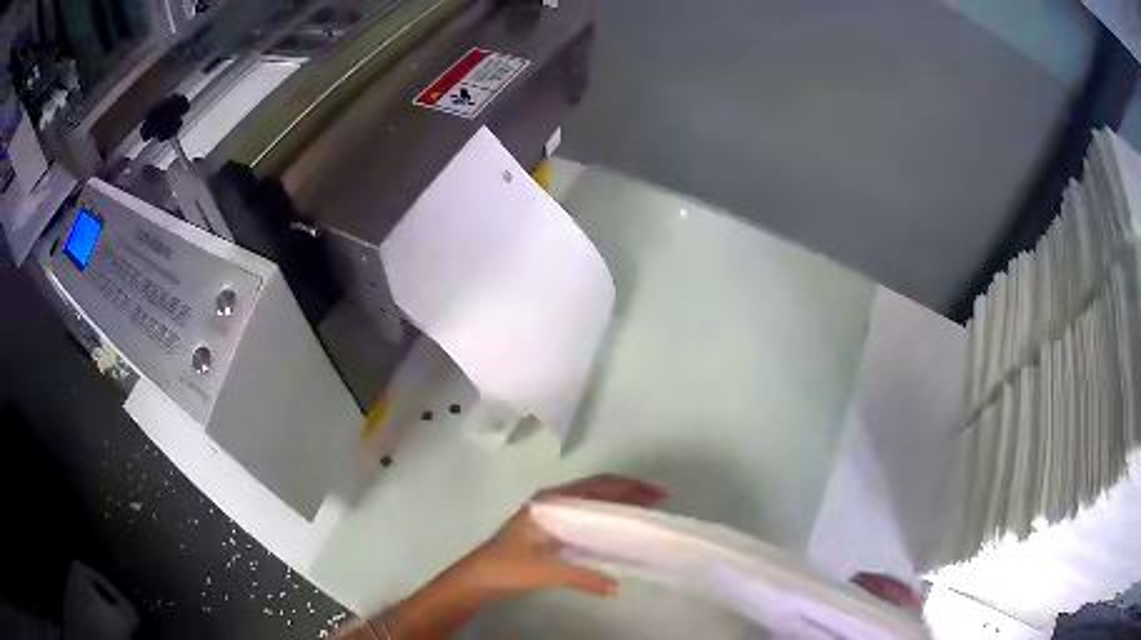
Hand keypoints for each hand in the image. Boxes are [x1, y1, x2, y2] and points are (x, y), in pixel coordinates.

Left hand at [336, 474, 665, 639]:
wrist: (476, 578)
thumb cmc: (507, 568)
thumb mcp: (546, 572)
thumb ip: (583, 577)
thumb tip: (618, 586)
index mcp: (550, 502)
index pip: (596, 487)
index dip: (628, 488)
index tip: (657, 494)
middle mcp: (551, 501)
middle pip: (596, 489)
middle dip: (628, 492)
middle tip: (659, 501)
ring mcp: (548, 513)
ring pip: (591, 500)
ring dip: (618, 503)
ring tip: (645, 513)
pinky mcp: (548, 527)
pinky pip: (584, 514)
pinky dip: (605, 517)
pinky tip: (617, 531)